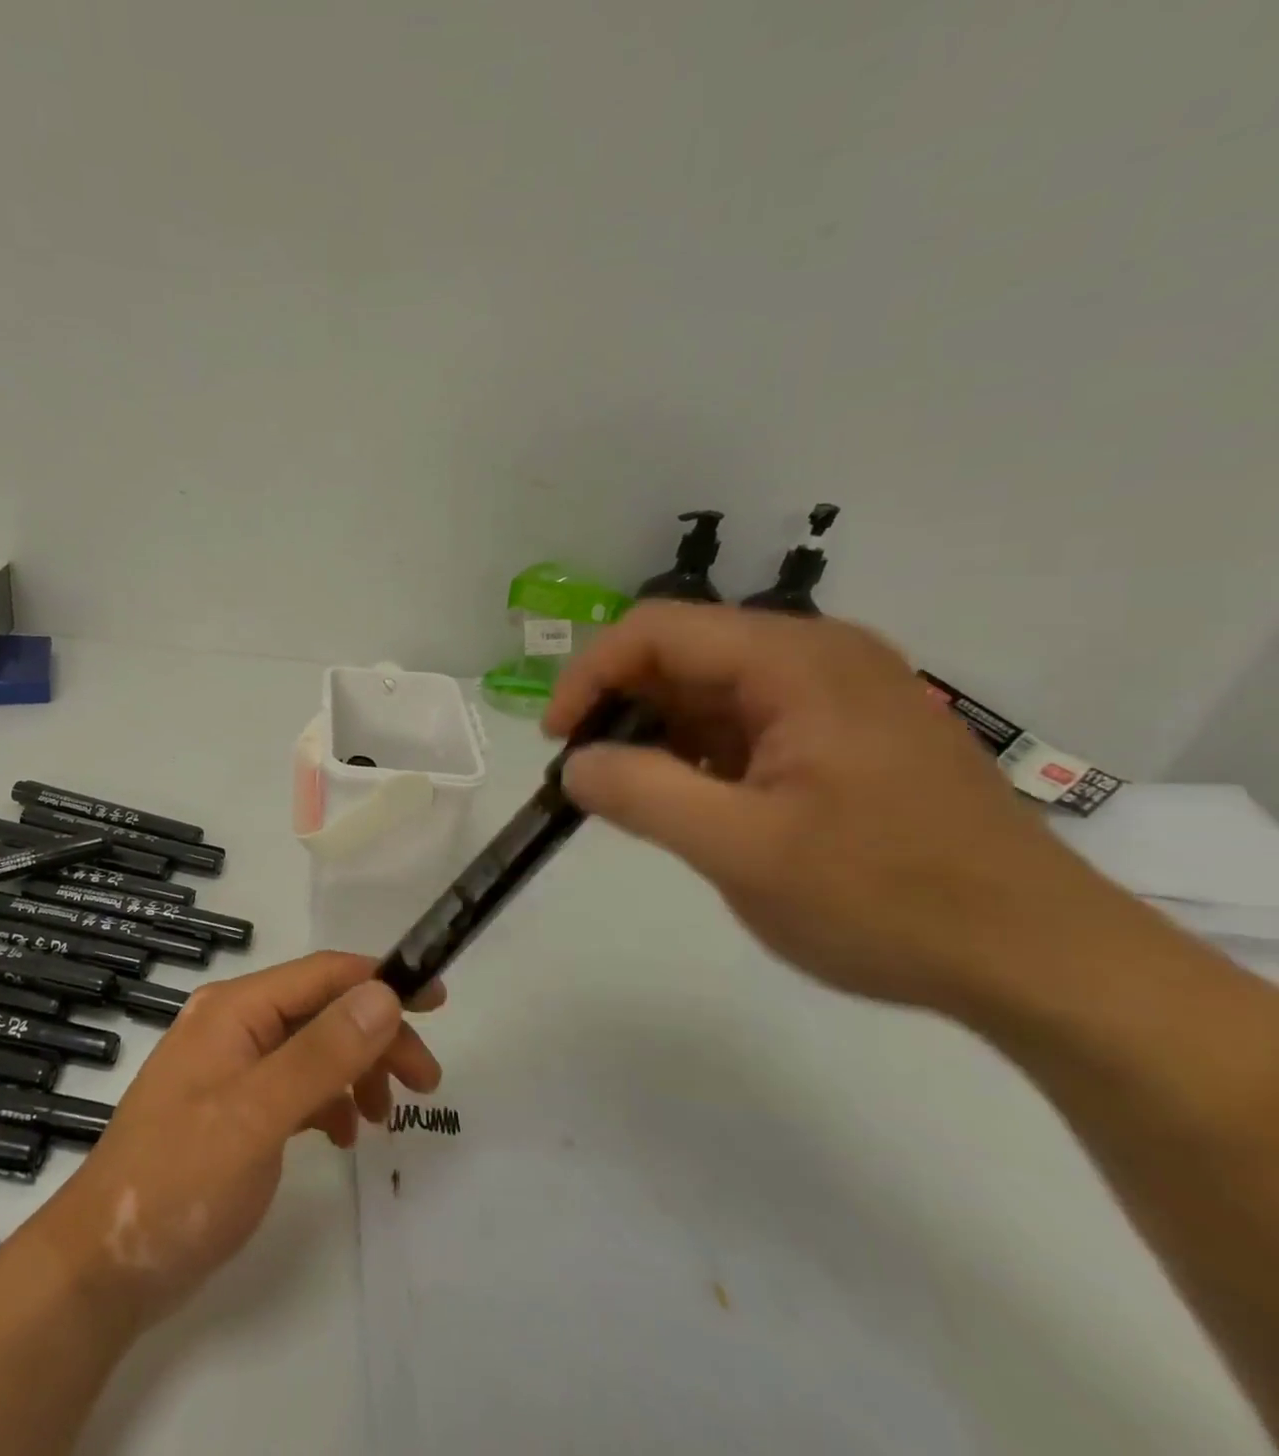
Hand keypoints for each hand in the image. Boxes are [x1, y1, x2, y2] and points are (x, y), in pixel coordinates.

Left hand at [23, 953, 443, 1332]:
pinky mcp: (234, 1106)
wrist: (102, 1268)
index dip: (383, 980)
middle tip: (425, 1082)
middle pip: (323, 1011)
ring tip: (384, 1119)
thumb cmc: (178, 1182)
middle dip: (377, 1037)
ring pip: (314, 1048)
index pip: (323, 974)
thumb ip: (322, 1053)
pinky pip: (296, 1085)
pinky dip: (329, 1100)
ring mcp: (232, 1066)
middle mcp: (234, 1024)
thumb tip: (384, 994)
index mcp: (235, 1009)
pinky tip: (343, 1135)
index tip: (437, 1002)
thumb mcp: (257, 1115)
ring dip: (357, 1071)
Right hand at [544, 603, 1125, 1013]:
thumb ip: (642, 794)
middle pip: (683, 653)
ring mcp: (837, 694)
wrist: (1038, 960)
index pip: (656, 630)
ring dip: (660, 735)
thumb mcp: (740, 849)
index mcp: (796, 661)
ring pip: (711, 690)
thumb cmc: (886, 898)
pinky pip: (747, 722)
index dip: (589, 677)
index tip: (559, 743)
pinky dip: (702, 754)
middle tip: (591, 778)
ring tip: (638, 798)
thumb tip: (574, 764)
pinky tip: (696, 804)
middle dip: (622, 709)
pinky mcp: (846, 734)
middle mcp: (818, 657)